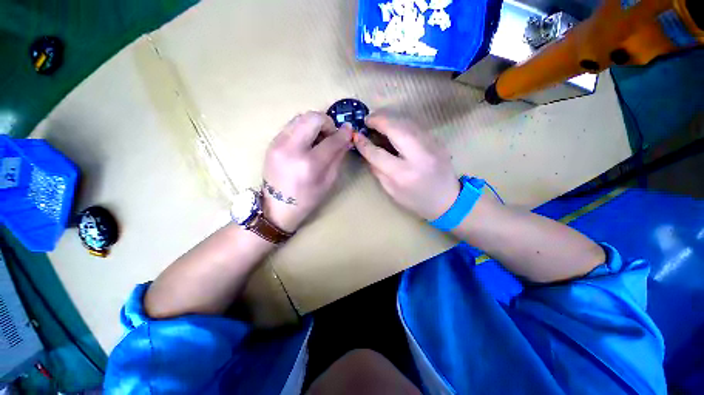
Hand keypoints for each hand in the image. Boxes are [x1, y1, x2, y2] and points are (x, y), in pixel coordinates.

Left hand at [263, 112, 352, 231]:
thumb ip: (338, 157)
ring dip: (314, 123)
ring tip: (319, 138)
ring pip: (300, 117)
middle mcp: (291, 149)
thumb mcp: (328, 181)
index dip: (343, 133)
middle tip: (331, 135)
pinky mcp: (271, 142)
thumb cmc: (307, 199)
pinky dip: (303, 128)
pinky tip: (307, 142)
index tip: (349, 131)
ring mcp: (278, 143)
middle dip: (327, 122)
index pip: (331, 140)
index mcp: (309, 164)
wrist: (276, 207)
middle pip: (312, 118)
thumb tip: (346, 138)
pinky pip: (291, 125)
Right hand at [354, 112, 459, 220]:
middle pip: (396, 129)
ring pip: (407, 122)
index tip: (355, 136)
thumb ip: (378, 171)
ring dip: (390, 117)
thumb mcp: (392, 191)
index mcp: (403, 174)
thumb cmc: (416, 201)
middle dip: (378, 120)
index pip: (378, 154)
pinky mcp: (438, 140)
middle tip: (367, 119)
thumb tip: (368, 152)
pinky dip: (401, 122)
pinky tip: (394, 125)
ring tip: (377, 119)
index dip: (364, 144)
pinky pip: (416, 126)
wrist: (448, 200)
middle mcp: (418, 156)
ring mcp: (431, 145)